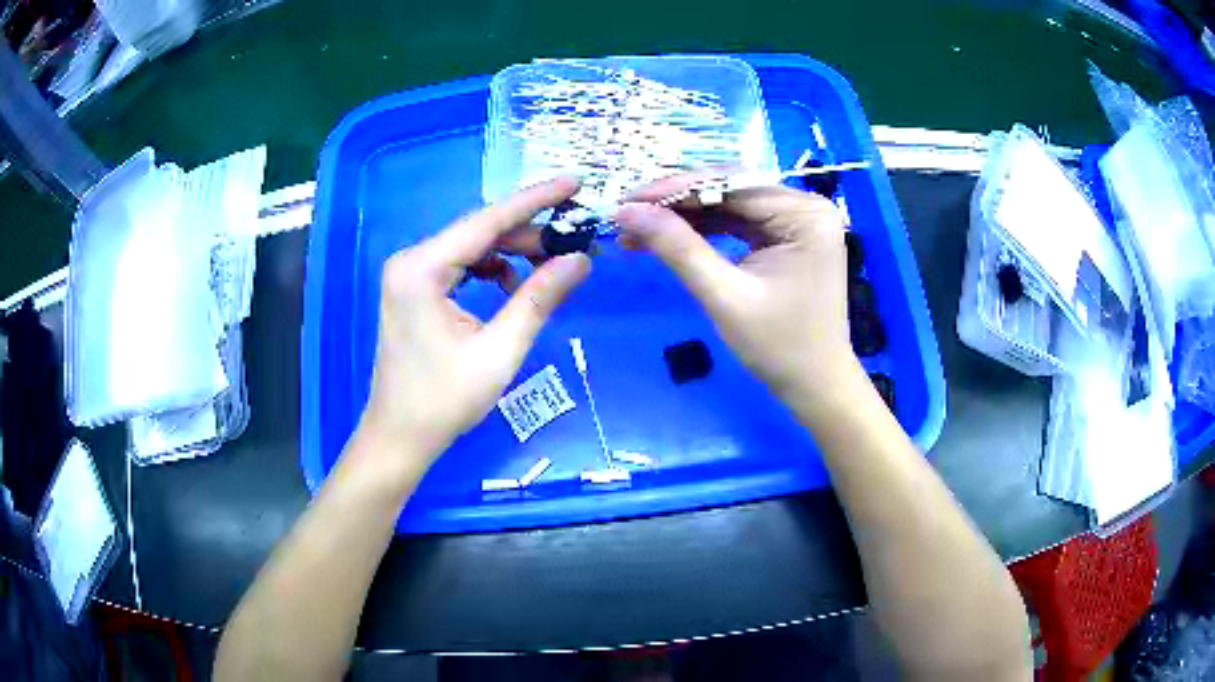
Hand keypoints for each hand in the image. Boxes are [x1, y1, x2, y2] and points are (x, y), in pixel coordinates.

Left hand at [358, 178, 589, 464]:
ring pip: (473, 247)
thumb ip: (539, 299)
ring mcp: (410, 274)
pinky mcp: (415, 289)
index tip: (575, 182)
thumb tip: (580, 260)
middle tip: (577, 239)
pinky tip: (516, 288)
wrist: (399, 436)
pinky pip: (461, 266)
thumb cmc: (443, 401)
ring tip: (554, 265)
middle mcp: (411, 260)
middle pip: (480, 232)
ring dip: (514, 252)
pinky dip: (493, 270)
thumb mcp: (499, 351)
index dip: (535, 200)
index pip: (487, 221)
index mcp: (422, 269)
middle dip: (530, 233)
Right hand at [615, 179, 862, 420]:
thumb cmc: (779, 348)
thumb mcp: (725, 297)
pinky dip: (703, 230)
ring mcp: (797, 221)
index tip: (627, 200)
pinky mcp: (786, 237)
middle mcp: (805, 207)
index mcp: (804, 215)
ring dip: (684, 217)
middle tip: (626, 215)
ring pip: (730, 206)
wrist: (814, 387)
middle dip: (676, 203)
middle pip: (730, 191)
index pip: (731, 186)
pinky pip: (738, 223)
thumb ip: (678, 249)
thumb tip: (627, 212)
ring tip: (637, 229)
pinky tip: (668, 236)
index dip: (675, 190)